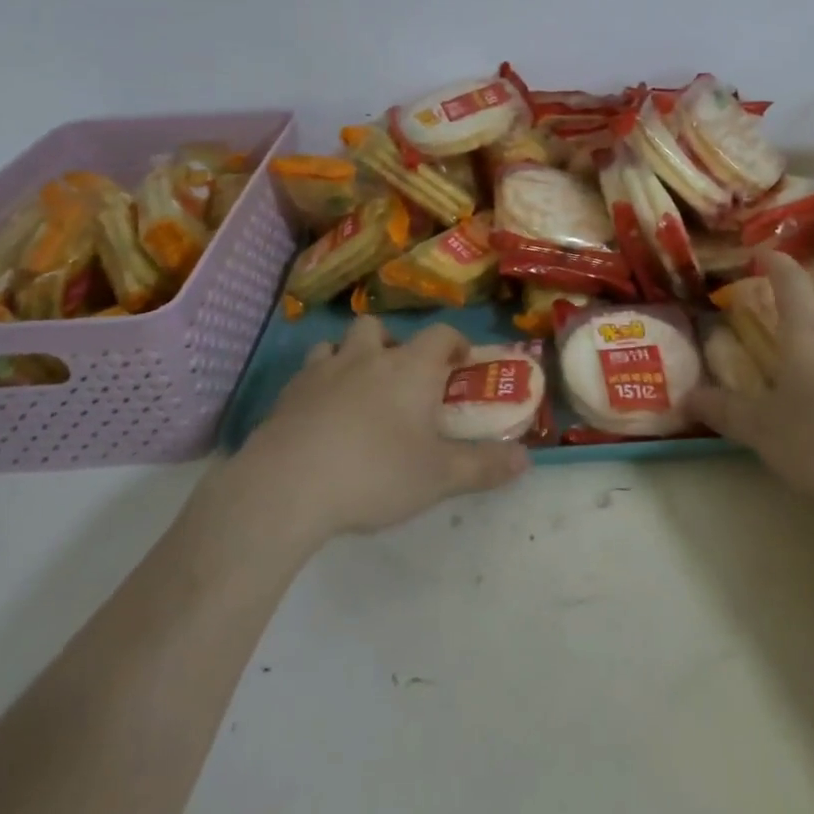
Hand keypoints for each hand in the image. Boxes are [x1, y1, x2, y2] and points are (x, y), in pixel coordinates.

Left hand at [239, 316, 528, 538]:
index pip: (440, 334)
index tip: (461, 361)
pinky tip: (320, 417)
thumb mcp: (439, 477)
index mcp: (409, 368)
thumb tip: (527, 459)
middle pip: (378, 327)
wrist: (288, 486)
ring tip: (357, 391)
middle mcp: (365, 357)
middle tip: (400, 377)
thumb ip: (485, 467)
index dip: (454, 342)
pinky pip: (307, 374)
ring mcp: (321, 371)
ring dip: (350, 357)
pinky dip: (318, 385)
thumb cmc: (375, 473)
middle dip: (392, 344)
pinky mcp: (286, 395)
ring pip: (337, 344)